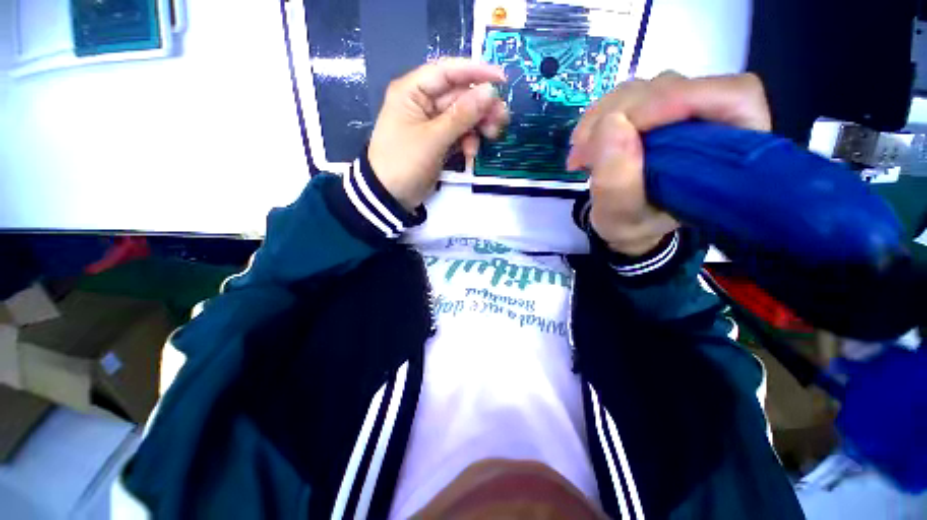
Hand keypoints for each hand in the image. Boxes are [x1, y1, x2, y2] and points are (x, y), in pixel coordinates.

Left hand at [368, 59, 509, 210]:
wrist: (390, 197)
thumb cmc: (405, 163)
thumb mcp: (433, 139)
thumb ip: (462, 115)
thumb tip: (490, 92)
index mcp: (413, 91)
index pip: (447, 72)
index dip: (476, 72)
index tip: (502, 80)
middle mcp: (422, 102)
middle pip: (459, 96)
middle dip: (481, 107)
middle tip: (502, 118)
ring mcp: (431, 124)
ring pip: (462, 116)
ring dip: (478, 125)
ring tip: (493, 135)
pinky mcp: (437, 142)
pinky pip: (458, 134)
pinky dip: (468, 141)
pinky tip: (471, 153)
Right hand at [566, 72, 770, 255]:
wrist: (625, 221)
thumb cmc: (634, 224)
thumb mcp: (622, 217)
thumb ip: (617, 183)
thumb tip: (609, 125)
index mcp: (731, 152)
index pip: (731, 96)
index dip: (680, 99)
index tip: (627, 124)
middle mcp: (711, 120)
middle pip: (675, 87)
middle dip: (622, 114)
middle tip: (584, 150)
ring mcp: (680, 111)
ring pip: (644, 89)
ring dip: (602, 116)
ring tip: (580, 153)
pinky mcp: (653, 110)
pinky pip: (625, 97)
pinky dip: (597, 117)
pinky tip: (583, 143)